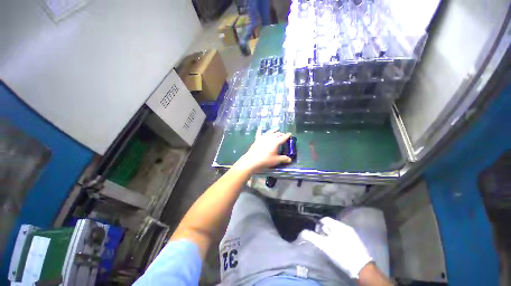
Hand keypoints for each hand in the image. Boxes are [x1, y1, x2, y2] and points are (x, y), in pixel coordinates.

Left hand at [233, 128, 291, 172]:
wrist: (252, 160)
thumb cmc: (266, 160)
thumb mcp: (276, 160)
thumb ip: (283, 159)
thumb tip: (290, 159)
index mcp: (276, 142)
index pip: (283, 138)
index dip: (287, 135)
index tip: (290, 133)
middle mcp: (270, 138)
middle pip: (277, 134)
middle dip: (281, 134)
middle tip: (283, 134)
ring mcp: (263, 138)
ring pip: (269, 132)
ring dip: (273, 130)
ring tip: (276, 128)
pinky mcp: (257, 140)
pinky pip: (259, 133)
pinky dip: (260, 130)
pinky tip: (260, 127)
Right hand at [300, 217, 372, 278]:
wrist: (362, 268)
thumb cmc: (342, 254)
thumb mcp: (325, 246)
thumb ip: (312, 237)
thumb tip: (302, 232)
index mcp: (338, 225)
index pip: (324, 219)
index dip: (319, 225)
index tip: (317, 234)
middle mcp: (345, 226)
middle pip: (330, 224)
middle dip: (325, 231)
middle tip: (323, 240)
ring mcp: (352, 233)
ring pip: (337, 230)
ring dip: (331, 235)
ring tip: (330, 245)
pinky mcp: (356, 240)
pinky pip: (343, 235)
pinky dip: (338, 238)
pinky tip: (338, 247)